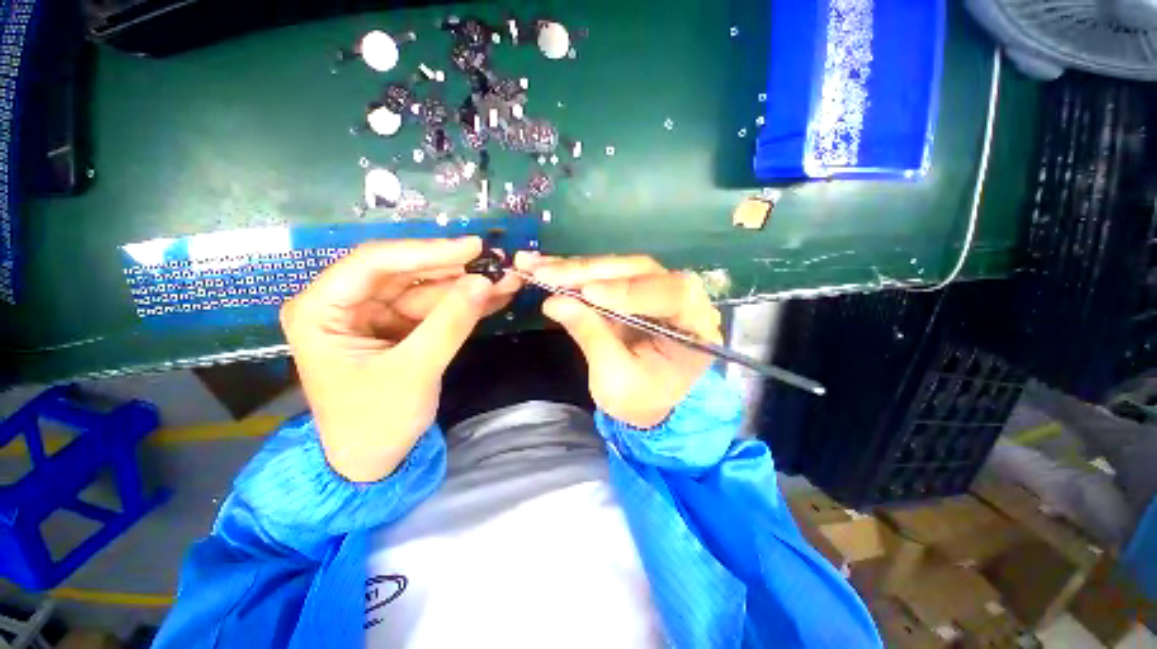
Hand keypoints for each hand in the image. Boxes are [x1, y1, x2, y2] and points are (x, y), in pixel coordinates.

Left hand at [281, 237, 520, 482]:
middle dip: (455, 270)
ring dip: (468, 287)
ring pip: (427, 289)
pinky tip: (495, 298)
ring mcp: (376, 315)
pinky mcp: (400, 327)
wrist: (374, 460)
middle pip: (406, 272)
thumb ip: (450, 324)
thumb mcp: (414, 372)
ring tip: (507, 281)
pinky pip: (436, 308)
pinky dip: (466, 304)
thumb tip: (484, 282)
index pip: (374, 263)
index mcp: (321, 310)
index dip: (426, 251)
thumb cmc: (376, 421)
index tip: (472, 247)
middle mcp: (345, 304)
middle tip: (498, 262)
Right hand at [515, 253, 721, 428]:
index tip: (588, 293)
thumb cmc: (641, 399)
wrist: (647, 403)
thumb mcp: (616, 379)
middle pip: (640, 271)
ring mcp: (655, 288)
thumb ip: (591, 336)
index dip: (630, 290)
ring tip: (537, 266)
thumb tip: (554, 301)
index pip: (673, 293)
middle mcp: (681, 298)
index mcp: (694, 327)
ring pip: (618, 267)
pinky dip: (575, 272)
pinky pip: (605, 274)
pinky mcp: (632, 288)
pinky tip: (547, 266)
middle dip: (589, 272)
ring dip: (576, 267)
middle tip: (546, 272)